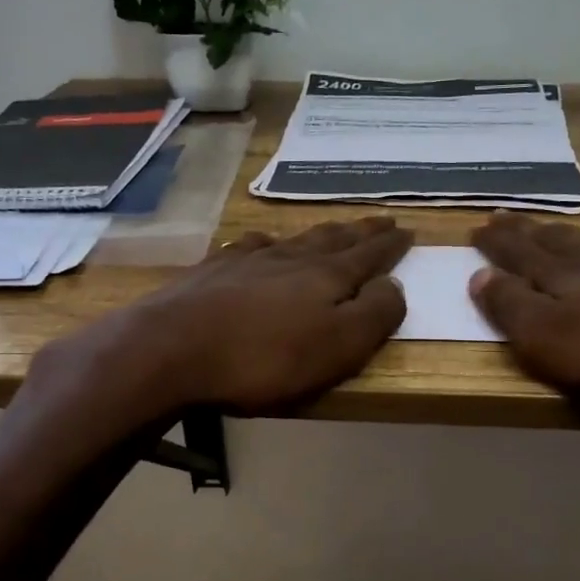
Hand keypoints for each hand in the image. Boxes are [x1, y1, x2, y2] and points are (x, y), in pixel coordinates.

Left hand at [84, 217, 412, 414]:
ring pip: (294, 239)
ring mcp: (248, 261)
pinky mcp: (211, 272)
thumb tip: (394, 285)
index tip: (408, 230)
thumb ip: (374, 315)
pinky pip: (249, 247)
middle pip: (333, 240)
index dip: (390, 246)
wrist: (171, 349)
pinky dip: (265, 243)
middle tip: (380, 221)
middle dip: (360, 232)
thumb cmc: (265, 358)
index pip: (368, 256)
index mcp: (326, 278)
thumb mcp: (338, 346)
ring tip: (332, 228)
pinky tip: (262, 243)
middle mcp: (290, 259)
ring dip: (319, 233)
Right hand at [470, 214, 579, 435]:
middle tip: (504, 217)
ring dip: (571, 236)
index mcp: (560, 280)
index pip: (518, 255)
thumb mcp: (547, 340)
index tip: (477, 226)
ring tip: (555, 230)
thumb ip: (511, 308)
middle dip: (525, 232)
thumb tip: (478, 276)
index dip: (496, 243)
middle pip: (554, 243)